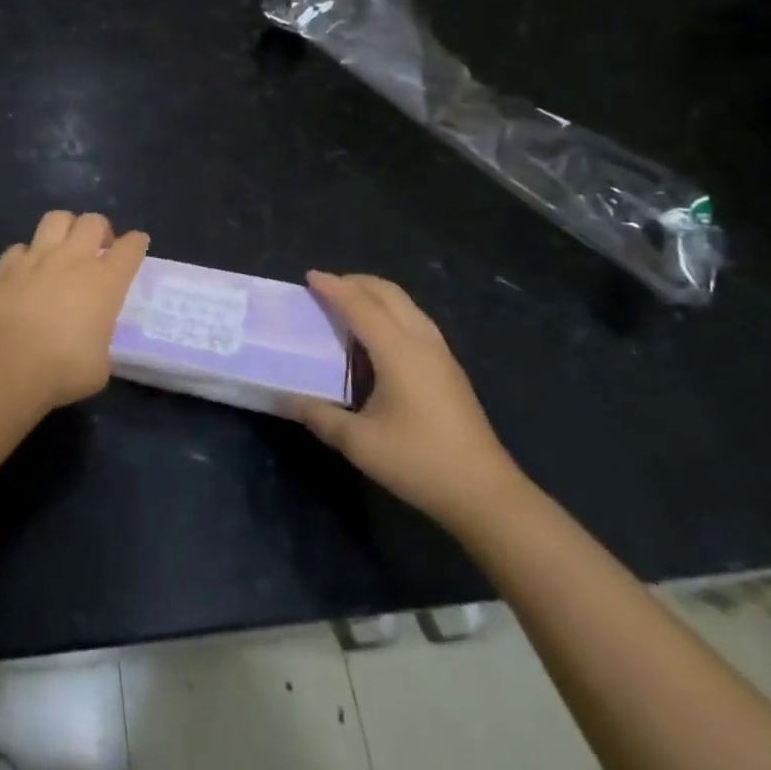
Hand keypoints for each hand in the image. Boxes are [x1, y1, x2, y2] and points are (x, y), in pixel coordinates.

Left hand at [0, 211, 149, 410]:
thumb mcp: (102, 362)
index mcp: (106, 281)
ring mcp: (38, 258)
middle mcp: (74, 259)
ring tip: (64, 246)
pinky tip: (28, 270)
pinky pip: (20, 247)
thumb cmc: (66, 368)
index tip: (137, 245)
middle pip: (93, 221)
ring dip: (65, 228)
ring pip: (56, 218)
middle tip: (99, 248)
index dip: (137, 243)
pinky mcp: (8, 267)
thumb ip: (102, 340)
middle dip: (100, 229)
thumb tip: (92, 340)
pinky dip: (26, 255)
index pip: (130, 247)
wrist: (13, 365)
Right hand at [293, 271, 527, 529]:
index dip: (333, 288)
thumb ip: (319, 416)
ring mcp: (441, 354)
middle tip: (326, 287)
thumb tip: (285, 399)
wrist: (485, 493)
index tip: (309, 276)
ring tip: (350, 304)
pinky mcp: (450, 369)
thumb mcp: (359, 443)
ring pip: (407, 305)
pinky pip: (416, 321)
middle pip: (389, 294)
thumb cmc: (419, 462)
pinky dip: (391, 312)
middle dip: (356, 282)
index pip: (360, 306)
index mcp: (398, 351)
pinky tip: (379, 336)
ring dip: (376, 295)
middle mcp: (422, 342)